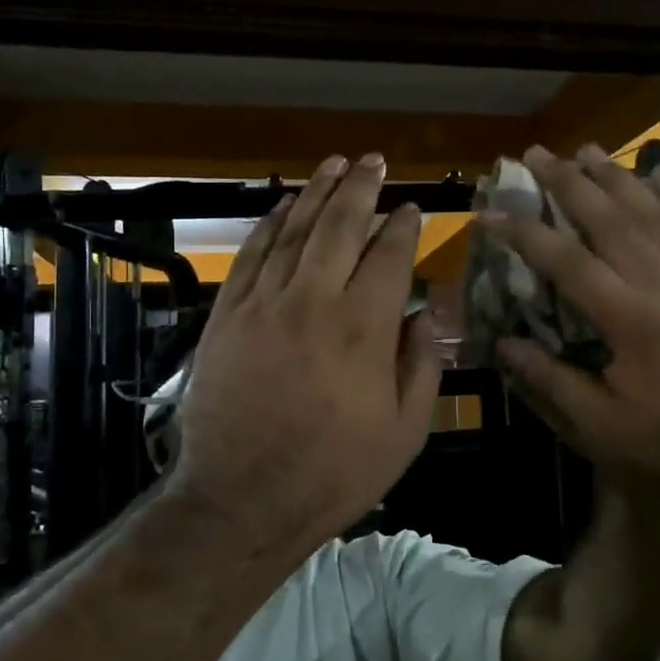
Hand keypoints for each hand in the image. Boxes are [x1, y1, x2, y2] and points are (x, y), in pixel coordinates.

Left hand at [170, 154, 440, 554]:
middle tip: (373, 160)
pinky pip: (251, 255)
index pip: (389, 256)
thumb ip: (422, 363)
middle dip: (360, 188)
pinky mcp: (227, 315)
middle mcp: (314, 300)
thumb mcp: (404, 432)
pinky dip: (270, 224)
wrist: (241, 500)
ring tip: (334, 164)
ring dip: (317, 193)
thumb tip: (432, 309)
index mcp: (364, 328)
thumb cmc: (333, 472)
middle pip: (340, 227)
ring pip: (294, 231)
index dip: (403, 227)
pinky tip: (284, 205)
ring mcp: (264, 304)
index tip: (412, 209)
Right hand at [478, 145, 659, 505]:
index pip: (566, 261)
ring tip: (586, 150)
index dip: (523, 233)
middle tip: (536, 154)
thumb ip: (552, 381)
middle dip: (568, 182)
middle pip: (610, 218)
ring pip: (654, 212)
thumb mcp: (603, 425)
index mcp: (630, 320)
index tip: (489, 214)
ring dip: (617, 176)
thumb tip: (505, 343)